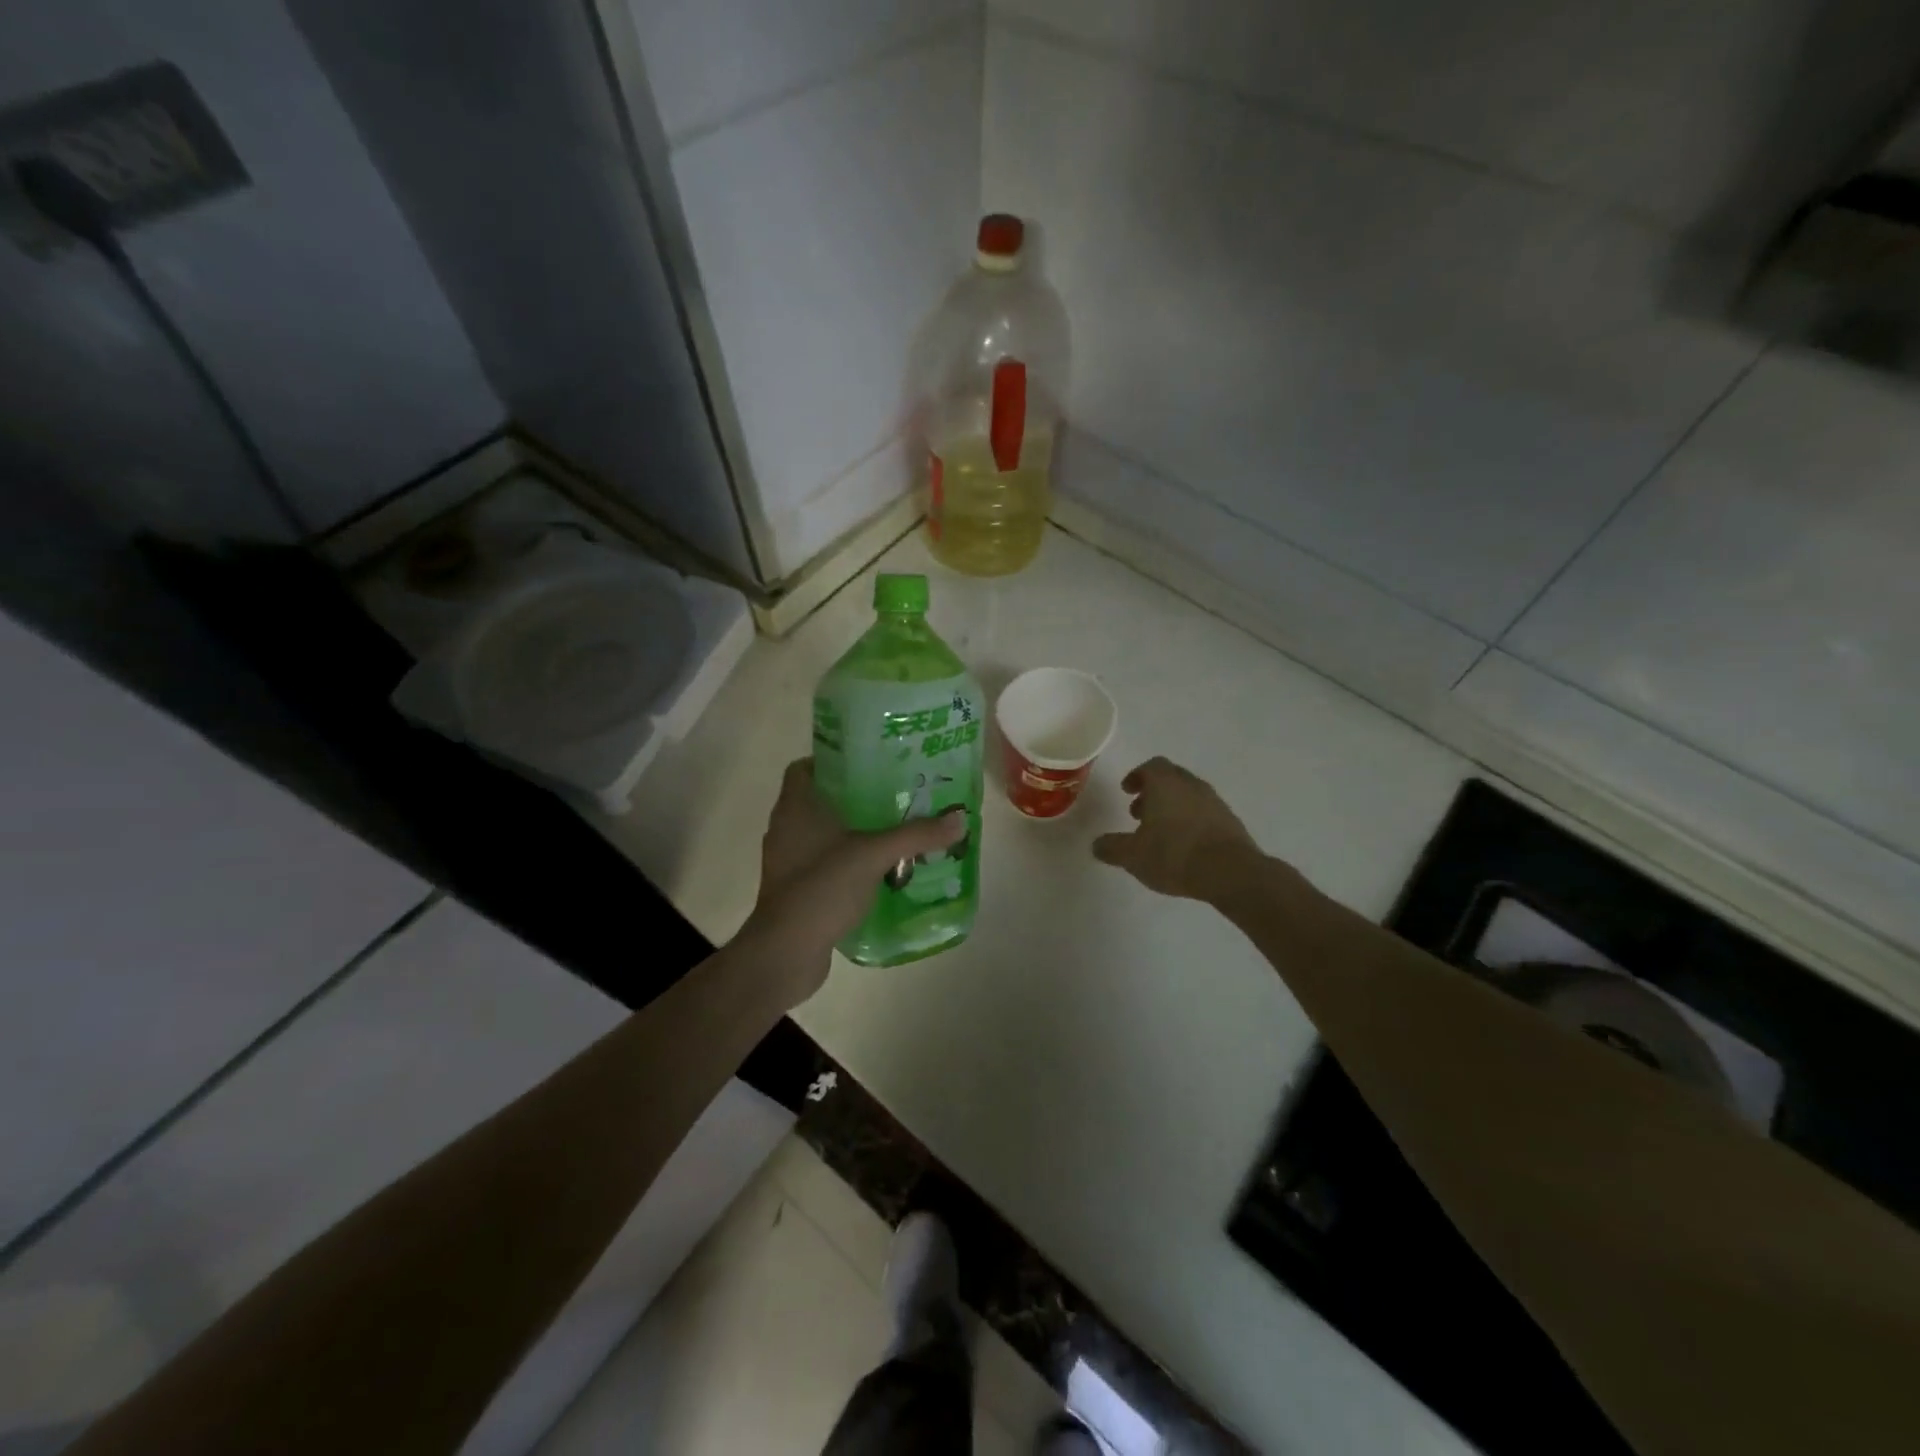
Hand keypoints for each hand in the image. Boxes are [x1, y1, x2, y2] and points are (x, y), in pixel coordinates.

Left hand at [741, 759, 966, 1002]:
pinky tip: (879, 871)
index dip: (832, 761)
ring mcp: (789, 862)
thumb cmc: (822, 887)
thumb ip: (916, 835)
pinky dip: (847, 863)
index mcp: (795, 807)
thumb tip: (960, 817)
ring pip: (823, 835)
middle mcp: (786, 829)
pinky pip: (824, 865)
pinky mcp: (796, 890)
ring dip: (853, 832)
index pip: (804, 767)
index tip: (868, 763)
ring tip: (892, 831)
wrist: (786, 952)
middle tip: (894, 795)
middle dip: (854, 797)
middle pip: (819, 800)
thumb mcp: (874, 855)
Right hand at [1093, 757, 1260, 900]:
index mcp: (1165, 784)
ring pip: (1188, 795)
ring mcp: (1214, 802)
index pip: (1151, 766)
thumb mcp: (1132, 856)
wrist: (1230, 872)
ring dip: (1172, 807)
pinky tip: (1184, 845)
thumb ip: (1112, 847)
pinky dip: (1190, 821)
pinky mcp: (1230, 821)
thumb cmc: (1174, 855)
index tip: (1127, 791)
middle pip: (1170, 777)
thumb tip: (1097, 845)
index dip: (1136, 776)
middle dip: (1153, 792)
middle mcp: (1191, 785)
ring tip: (1160, 833)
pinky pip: (1204, 812)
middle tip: (1138, 813)